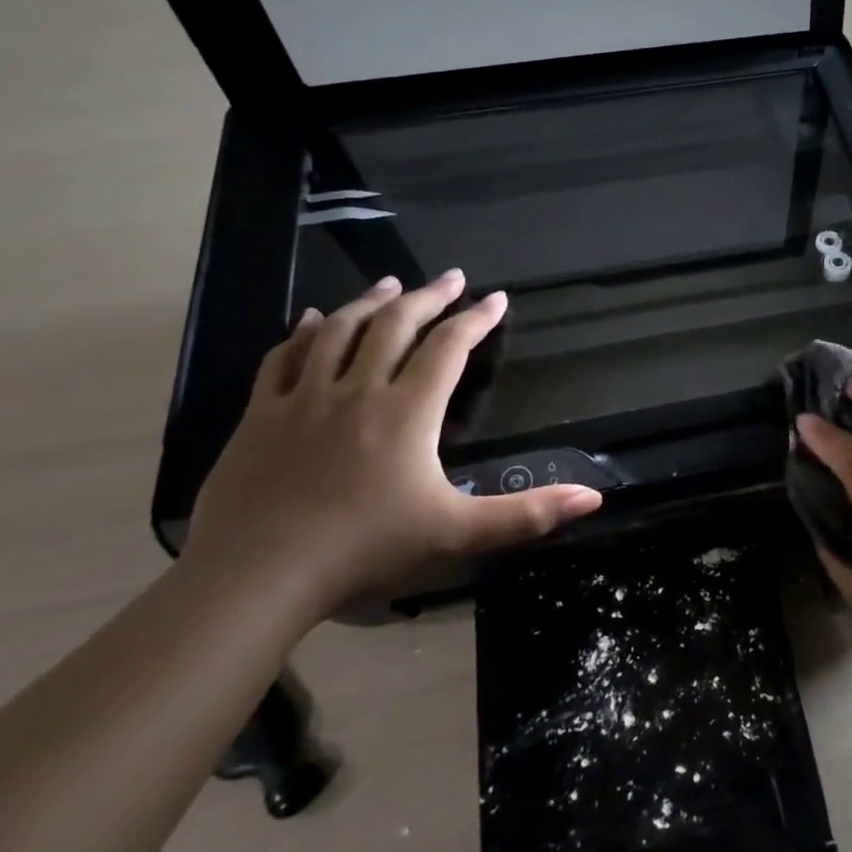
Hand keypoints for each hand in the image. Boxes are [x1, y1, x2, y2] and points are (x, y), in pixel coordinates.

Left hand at [184, 270, 602, 616]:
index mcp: (408, 411)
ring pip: (340, 331)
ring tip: (392, 284)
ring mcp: (303, 399)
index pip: (449, 348)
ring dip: (371, 301)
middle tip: (451, 278)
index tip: (497, 298)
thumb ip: (527, 514)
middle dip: (429, 297)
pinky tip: (314, 319)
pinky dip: (304, 332)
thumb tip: (594, 497)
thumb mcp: (458, 533)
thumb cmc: (366, 549)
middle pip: (396, 325)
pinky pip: (284, 357)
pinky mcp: (260, 415)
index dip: (477, 320)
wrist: (258, 574)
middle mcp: (358, 390)